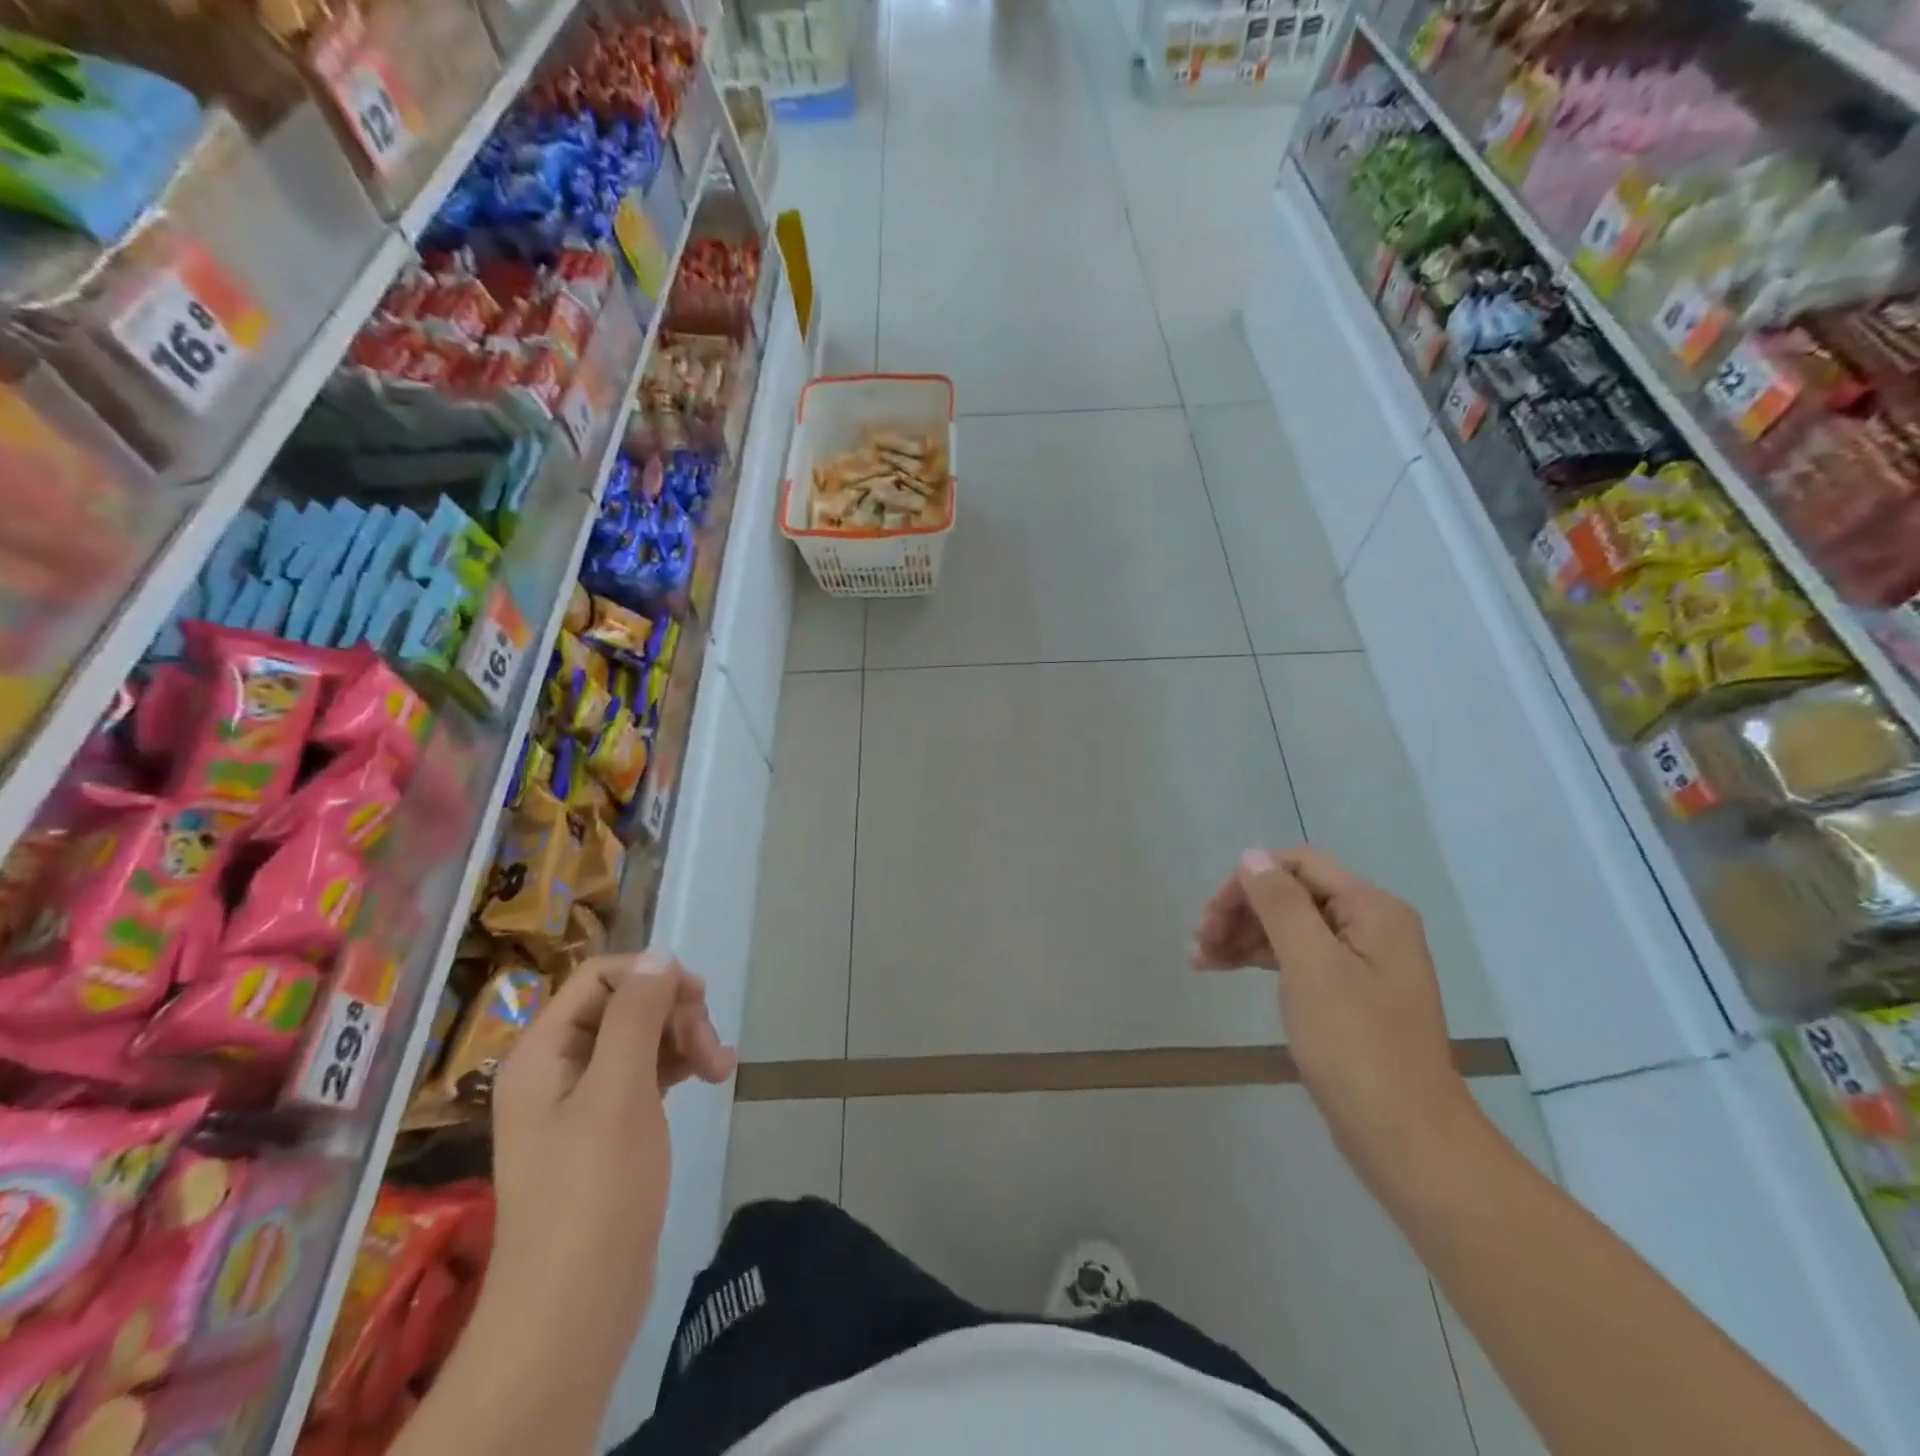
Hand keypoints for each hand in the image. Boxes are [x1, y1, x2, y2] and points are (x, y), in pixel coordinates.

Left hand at [489, 953, 735, 1348]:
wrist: (574, 1311)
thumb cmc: (594, 1192)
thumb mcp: (618, 1091)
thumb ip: (636, 1015)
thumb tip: (659, 956)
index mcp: (543, 1053)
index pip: (599, 978)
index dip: (651, 976)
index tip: (698, 1000)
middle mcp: (556, 1069)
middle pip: (623, 1005)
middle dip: (674, 1014)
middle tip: (711, 1048)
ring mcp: (582, 1102)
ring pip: (640, 1038)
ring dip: (683, 1039)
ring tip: (721, 1067)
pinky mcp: (608, 1131)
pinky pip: (646, 1074)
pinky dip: (679, 1067)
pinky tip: (711, 1078)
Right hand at [1191, 849, 1485, 1200]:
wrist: (1406, 1139)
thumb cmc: (1356, 1045)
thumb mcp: (1311, 966)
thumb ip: (1280, 904)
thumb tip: (1252, 856)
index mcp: (1372, 910)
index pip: (1300, 866)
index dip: (1250, 880)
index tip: (1213, 915)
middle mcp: (1371, 927)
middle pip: (1293, 895)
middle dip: (1242, 911)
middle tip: (1198, 942)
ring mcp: (1362, 963)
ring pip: (1290, 928)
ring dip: (1243, 936)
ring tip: (1200, 960)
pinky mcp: (1350, 996)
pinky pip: (1298, 959)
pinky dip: (1260, 960)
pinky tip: (1227, 970)